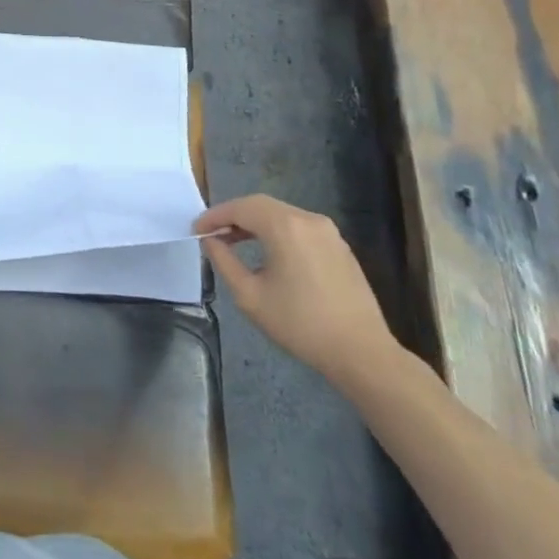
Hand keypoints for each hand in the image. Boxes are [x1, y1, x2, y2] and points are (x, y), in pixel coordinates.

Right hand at [194, 194, 399, 385]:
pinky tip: (269, 254)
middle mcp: (308, 219)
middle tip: (212, 234)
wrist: (361, 352)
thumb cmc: (300, 324)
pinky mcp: (340, 246)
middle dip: (234, 216)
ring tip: (236, 242)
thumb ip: (224, 262)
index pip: (240, 208)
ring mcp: (328, 231)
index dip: (215, 216)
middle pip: (261, 205)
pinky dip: (278, 232)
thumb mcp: (250, 296)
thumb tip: (211, 241)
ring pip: (282, 215)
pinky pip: (300, 228)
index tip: (196, 230)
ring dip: (256, 223)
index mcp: (285, 226)